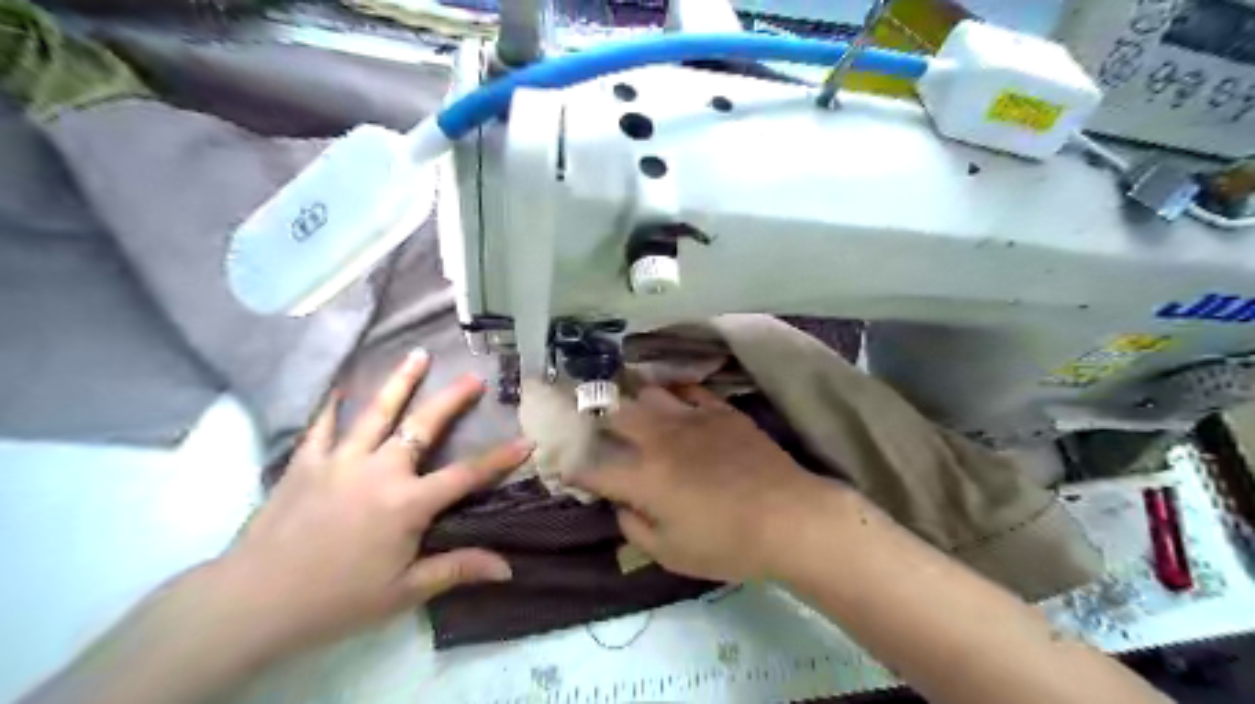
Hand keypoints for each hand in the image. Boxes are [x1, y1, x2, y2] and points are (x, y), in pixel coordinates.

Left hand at [212, 351, 531, 660]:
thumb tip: (507, 567)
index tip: (526, 441)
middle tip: (473, 377)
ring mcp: (340, 461)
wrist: (251, 603)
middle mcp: (379, 471)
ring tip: (417, 355)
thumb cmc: (336, 600)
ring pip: (376, 412)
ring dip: (399, 382)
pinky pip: (321, 426)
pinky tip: (338, 386)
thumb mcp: (403, 593)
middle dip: (452, 400)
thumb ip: (456, 570)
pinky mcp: (305, 463)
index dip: (500, 459)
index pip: (466, 476)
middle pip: (423, 426)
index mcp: (407, 503)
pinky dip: (330, 405)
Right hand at [569, 386, 832, 583]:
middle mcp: (659, 439)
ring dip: (633, 399)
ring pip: (649, 394)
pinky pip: (690, 390)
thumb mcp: (671, 554)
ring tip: (630, 404)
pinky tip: (673, 397)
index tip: (566, 465)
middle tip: (593, 423)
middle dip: (596, 418)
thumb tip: (621, 506)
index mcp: (643, 477)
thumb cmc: (727, 544)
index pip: (593, 466)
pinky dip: (674, 392)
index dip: (573, 466)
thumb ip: (635, 528)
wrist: (789, 517)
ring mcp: (692, 419)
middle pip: (616, 416)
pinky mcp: (721, 411)